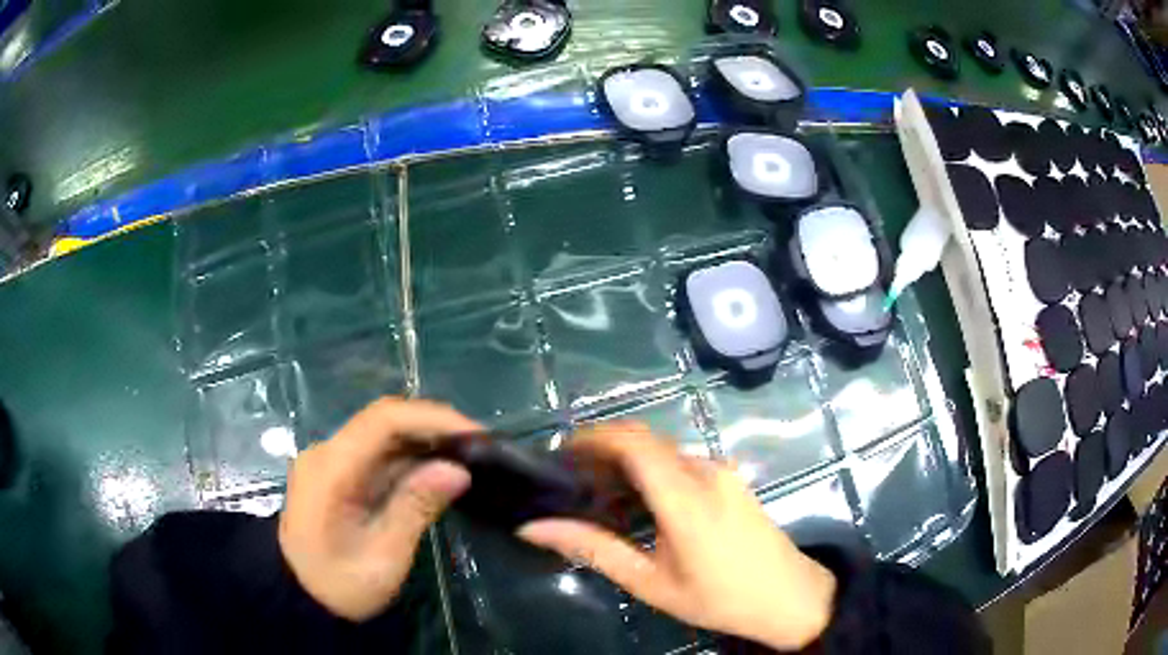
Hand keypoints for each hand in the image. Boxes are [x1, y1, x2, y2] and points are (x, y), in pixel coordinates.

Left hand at [278, 397, 478, 621]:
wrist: (300, 600)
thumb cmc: (340, 587)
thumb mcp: (383, 557)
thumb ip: (416, 508)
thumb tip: (458, 470)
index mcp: (331, 469)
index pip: (382, 421)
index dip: (432, 419)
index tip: (474, 435)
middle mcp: (327, 453)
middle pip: (383, 422)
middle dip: (434, 428)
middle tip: (480, 447)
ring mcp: (331, 463)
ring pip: (383, 436)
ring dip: (425, 443)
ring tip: (469, 457)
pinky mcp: (339, 476)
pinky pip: (378, 456)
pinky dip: (411, 460)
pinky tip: (439, 471)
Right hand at [517, 424, 836, 650]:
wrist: (789, 596)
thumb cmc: (719, 597)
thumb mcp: (651, 583)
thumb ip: (594, 549)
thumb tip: (534, 528)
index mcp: (686, 498)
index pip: (635, 444)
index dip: (594, 437)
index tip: (560, 454)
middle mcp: (706, 472)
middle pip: (646, 440)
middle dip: (604, 447)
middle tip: (571, 476)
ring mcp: (723, 471)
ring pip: (664, 450)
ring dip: (628, 459)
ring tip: (598, 491)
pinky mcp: (731, 478)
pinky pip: (682, 462)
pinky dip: (651, 469)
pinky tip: (639, 500)